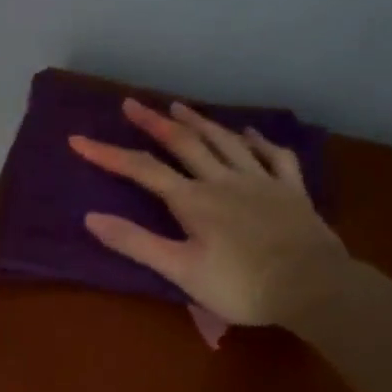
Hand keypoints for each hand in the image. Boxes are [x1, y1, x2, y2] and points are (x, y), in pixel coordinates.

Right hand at [69, 98, 349, 327]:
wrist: (312, 287)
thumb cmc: (240, 285)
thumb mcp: (180, 270)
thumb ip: (136, 243)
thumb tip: (91, 217)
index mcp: (194, 201)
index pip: (142, 171)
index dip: (108, 154)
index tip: (79, 140)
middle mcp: (224, 180)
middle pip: (184, 144)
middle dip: (154, 123)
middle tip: (132, 104)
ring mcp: (261, 181)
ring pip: (225, 142)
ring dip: (200, 122)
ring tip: (179, 107)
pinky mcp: (291, 190)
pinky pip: (273, 156)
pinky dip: (257, 141)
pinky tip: (249, 133)